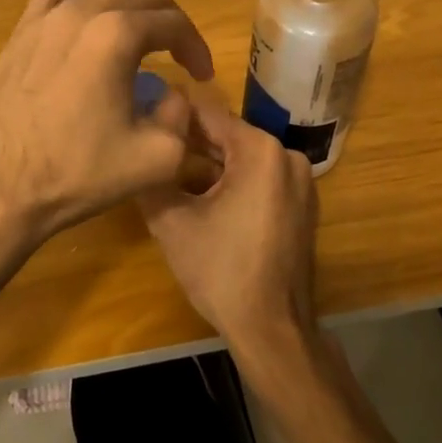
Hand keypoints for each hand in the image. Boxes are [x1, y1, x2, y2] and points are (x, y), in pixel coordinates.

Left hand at [0, 0, 214, 251]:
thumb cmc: (78, 172)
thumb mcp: (157, 157)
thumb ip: (182, 116)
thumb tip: (173, 94)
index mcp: (116, 34)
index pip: (173, 24)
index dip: (196, 47)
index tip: (203, 75)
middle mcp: (79, 11)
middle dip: (167, 22)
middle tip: (179, 55)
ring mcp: (43, 18)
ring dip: (128, 10)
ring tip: (139, 39)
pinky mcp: (19, 33)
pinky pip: (59, 1)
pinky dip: (84, 8)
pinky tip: (86, 32)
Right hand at [138, 95, 320, 361]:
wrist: (271, 328)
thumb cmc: (220, 270)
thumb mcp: (171, 221)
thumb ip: (152, 176)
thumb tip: (139, 149)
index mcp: (260, 151)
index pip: (208, 114)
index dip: (172, 114)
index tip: (143, 118)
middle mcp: (287, 156)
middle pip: (227, 135)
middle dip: (189, 142)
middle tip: (151, 147)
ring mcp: (300, 182)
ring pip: (242, 158)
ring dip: (208, 163)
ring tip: (168, 171)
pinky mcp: (302, 205)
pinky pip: (260, 178)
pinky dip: (231, 181)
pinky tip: (200, 196)